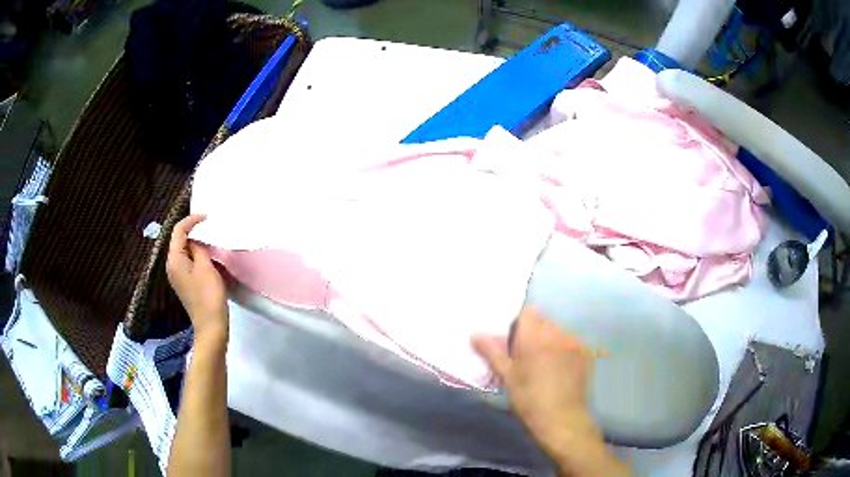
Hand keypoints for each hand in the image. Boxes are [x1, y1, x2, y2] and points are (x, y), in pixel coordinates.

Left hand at [167, 214, 228, 341]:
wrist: (211, 325)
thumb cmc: (208, 294)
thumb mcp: (205, 266)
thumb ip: (199, 248)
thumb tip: (195, 240)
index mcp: (174, 260)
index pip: (178, 231)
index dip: (191, 220)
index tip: (207, 216)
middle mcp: (171, 266)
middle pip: (179, 241)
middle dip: (192, 231)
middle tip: (209, 226)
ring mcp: (177, 276)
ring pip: (184, 251)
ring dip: (195, 243)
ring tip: (210, 238)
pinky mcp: (185, 283)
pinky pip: (187, 262)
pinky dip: (196, 255)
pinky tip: (207, 256)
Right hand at [473, 308, 630, 475]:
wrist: (561, 418)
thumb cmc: (528, 398)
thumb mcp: (507, 375)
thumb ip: (492, 351)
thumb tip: (474, 334)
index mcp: (535, 336)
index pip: (528, 312)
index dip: (520, 323)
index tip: (514, 341)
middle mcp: (557, 333)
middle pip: (544, 322)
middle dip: (535, 334)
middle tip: (527, 357)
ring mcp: (574, 342)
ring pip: (559, 333)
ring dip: (551, 342)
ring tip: (545, 365)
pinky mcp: (586, 353)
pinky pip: (572, 344)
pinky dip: (565, 351)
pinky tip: (561, 371)